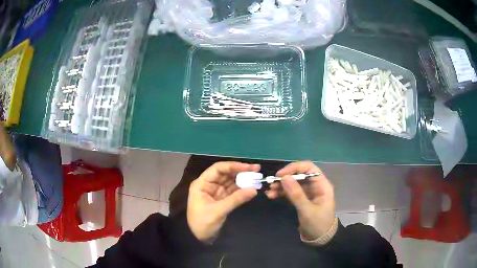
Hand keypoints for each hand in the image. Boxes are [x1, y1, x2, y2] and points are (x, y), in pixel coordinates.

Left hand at [187, 162, 258, 241]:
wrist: (199, 237)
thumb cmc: (203, 223)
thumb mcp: (218, 211)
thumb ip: (236, 199)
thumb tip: (254, 190)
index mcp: (202, 184)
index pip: (218, 169)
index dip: (233, 166)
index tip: (248, 167)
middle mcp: (209, 184)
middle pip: (225, 174)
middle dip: (240, 171)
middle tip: (257, 169)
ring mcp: (216, 191)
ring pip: (230, 181)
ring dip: (243, 179)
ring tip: (257, 177)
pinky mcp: (222, 199)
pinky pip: (233, 190)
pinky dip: (242, 188)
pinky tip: (251, 186)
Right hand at [266, 161, 334, 239]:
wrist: (319, 239)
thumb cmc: (318, 224)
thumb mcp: (307, 210)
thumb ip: (296, 194)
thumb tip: (284, 177)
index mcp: (322, 184)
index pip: (309, 168)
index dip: (294, 168)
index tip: (280, 175)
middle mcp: (315, 186)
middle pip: (299, 175)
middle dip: (285, 178)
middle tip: (271, 183)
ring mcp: (308, 193)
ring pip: (293, 184)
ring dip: (281, 186)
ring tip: (269, 192)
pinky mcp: (301, 200)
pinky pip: (291, 192)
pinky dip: (282, 193)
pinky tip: (272, 195)